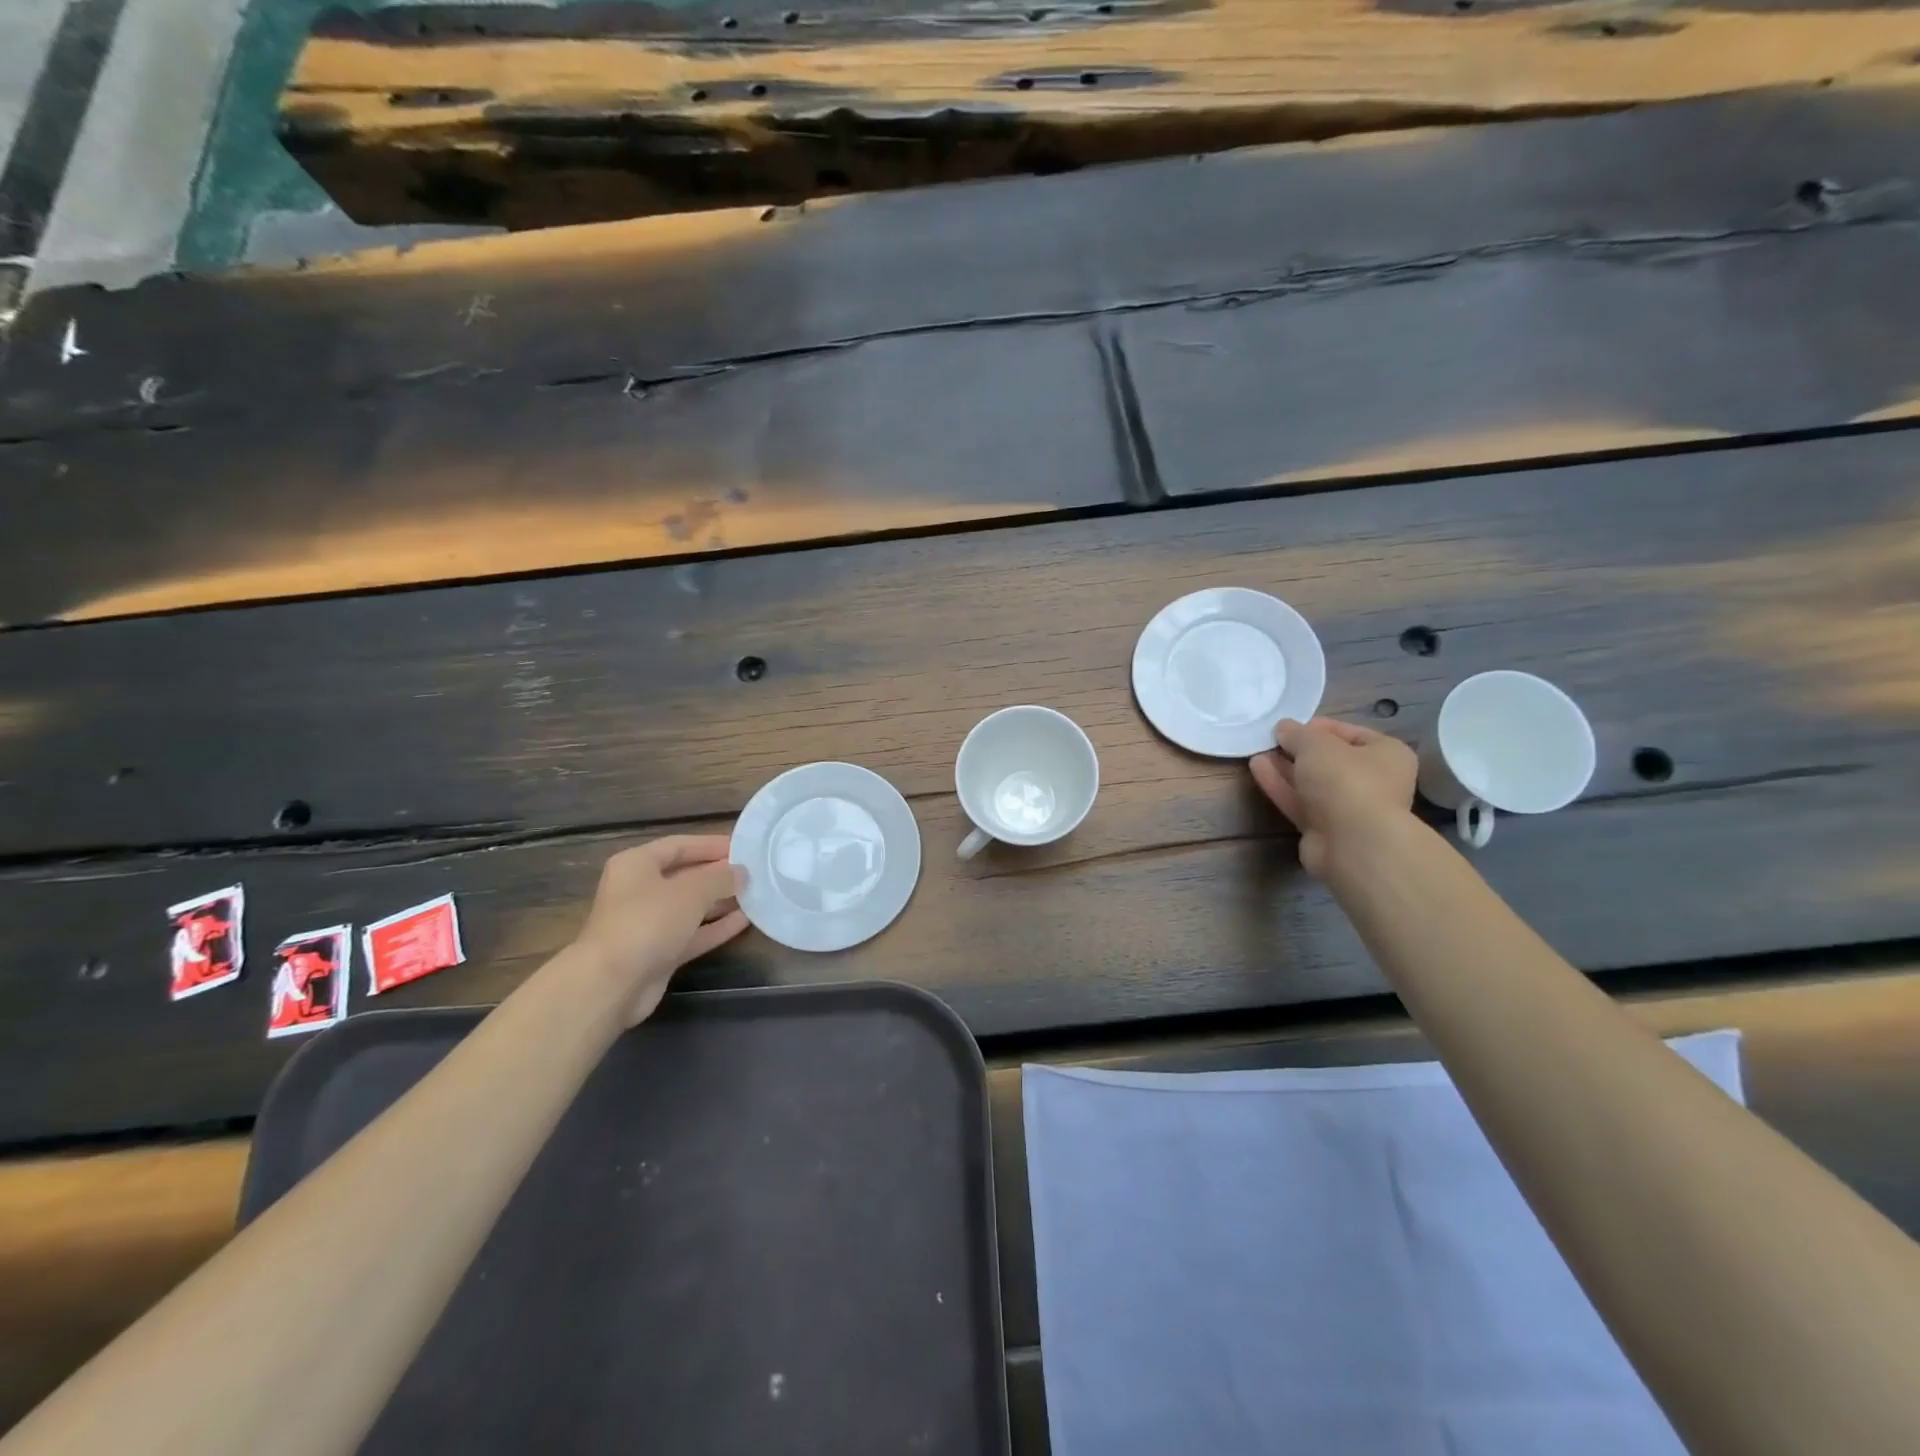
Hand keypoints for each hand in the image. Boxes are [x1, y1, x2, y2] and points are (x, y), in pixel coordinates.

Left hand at [574, 836, 748, 1025]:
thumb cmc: (648, 922)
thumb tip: (742, 872)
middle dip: (718, 874)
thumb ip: (720, 877)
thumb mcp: (691, 891)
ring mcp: (648, 924)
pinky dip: (716, 927)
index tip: (744, 847)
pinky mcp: (658, 952)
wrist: (612, 984)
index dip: (711, 844)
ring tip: (755, 895)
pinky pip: (692, 933)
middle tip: (754, 872)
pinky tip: (745, 921)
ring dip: (720, 901)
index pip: (679, 845)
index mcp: (636, 865)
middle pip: (685, 876)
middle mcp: (639, 890)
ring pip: (690, 906)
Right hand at [1250, 717, 1417, 878]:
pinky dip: (1280, 786)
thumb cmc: (1346, 780)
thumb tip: (1284, 728)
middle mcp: (1372, 781)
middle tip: (1271, 740)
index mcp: (1386, 755)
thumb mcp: (1317, 743)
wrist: (1352, 843)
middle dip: (1299, 750)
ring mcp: (1347, 808)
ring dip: (1285, 767)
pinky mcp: (1324, 829)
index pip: (1351, 733)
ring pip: (1311, 783)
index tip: (1291, 726)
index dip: (1319, 727)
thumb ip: (1297, 733)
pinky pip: (1299, 802)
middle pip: (1329, 760)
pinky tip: (1257, 768)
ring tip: (1257, 751)